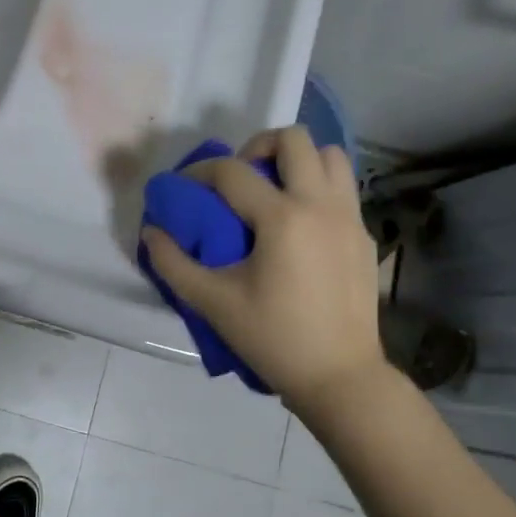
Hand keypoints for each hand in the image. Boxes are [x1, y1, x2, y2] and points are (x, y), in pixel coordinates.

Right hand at [142, 126, 384, 412]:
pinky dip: (318, 187)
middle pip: (295, 139)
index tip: (183, 187)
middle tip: (239, 178)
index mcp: (283, 219)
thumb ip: (173, 263)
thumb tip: (151, 232)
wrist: (340, 377)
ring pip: (330, 156)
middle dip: (258, 146)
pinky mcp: (365, 236)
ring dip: (297, 161)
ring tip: (273, 190)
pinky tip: (299, 224)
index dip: (199, 172)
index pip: (232, 171)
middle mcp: (321, 205)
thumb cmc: (273, 339)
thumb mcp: (213, 303)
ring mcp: (350, 218)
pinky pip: (344, 188)